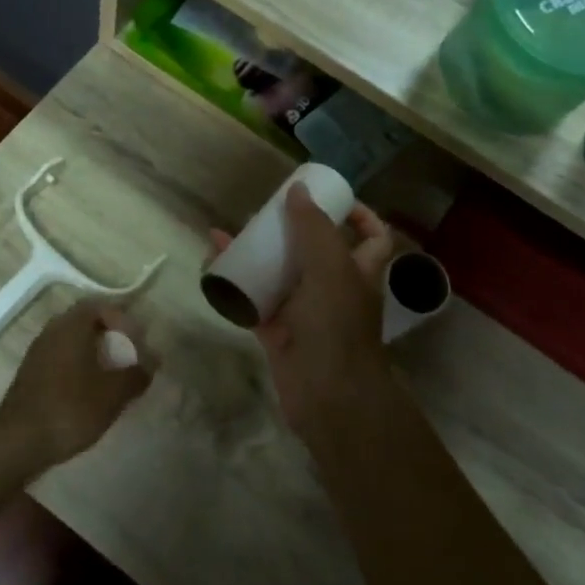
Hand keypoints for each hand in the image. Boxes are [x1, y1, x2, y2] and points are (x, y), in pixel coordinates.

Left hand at [0, 300, 158, 472]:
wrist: (17, 442)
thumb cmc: (70, 408)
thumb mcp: (113, 393)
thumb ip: (136, 374)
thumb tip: (152, 362)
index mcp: (71, 326)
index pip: (100, 306)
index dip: (122, 319)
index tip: (137, 342)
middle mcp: (52, 331)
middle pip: (86, 323)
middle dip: (111, 338)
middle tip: (129, 358)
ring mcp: (38, 353)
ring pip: (73, 343)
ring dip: (95, 355)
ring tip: (113, 378)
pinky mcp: (31, 375)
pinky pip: (62, 360)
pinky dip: (80, 369)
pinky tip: (90, 394)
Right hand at [210, 185, 395, 437]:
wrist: (328, 395)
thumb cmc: (336, 325)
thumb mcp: (330, 267)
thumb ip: (314, 228)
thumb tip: (298, 190)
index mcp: (358, 272)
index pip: (372, 237)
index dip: (358, 215)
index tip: (329, 197)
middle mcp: (334, 289)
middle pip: (315, 250)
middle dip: (290, 229)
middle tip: (263, 212)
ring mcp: (304, 312)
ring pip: (279, 274)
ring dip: (256, 253)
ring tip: (229, 233)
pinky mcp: (277, 331)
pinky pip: (253, 301)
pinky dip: (235, 284)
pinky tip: (213, 267)